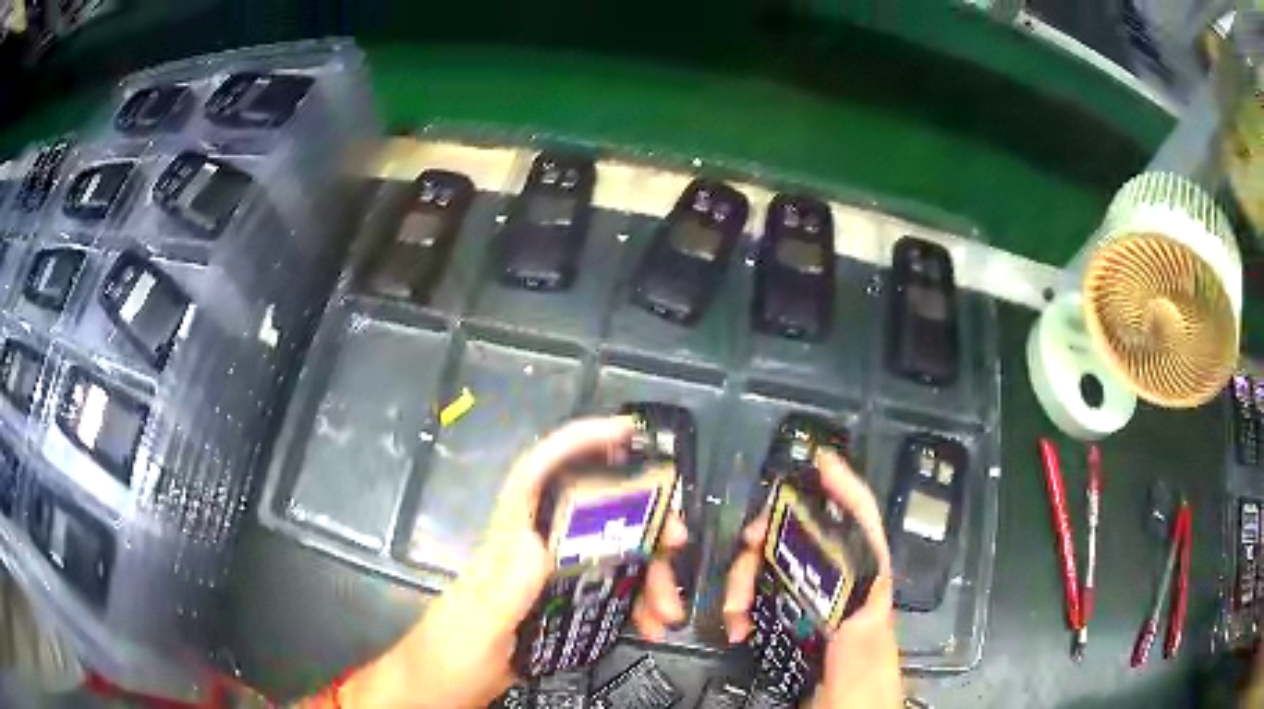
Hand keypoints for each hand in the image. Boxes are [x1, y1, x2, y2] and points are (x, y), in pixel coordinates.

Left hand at [327, 415, 688, 708]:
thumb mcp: (477, 626)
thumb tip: (537, 539)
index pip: (537, 476)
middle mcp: (531, 552)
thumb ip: (503, 589)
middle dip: (641, 521)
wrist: (439, 689)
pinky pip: (609, 592)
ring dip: (647, 574)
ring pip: (609, 557)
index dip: (576, 444)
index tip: (624, 433)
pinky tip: (651, 623)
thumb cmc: (448, 654)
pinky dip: (636, 604)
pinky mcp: (559, 607)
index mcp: (507, 544)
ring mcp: (547, 580)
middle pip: (592, 516)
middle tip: (677, 541)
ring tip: (669, 609)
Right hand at [722, 450, 902, 708]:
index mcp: (869, 608)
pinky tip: (736, 621)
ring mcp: (820, 621)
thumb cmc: (859, 706)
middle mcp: (845, 605)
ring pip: (782, 574)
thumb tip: (860, 604)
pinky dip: (745, 604)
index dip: (849, 495)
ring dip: (750, 576)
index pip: (865, 538)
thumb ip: (862, 649)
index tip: (824, 464)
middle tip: (745, 546)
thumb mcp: (861, 683)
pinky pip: (768, 604)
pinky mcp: (798, 638)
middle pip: (812, 548)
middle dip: (772, 538)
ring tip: (732, 605)